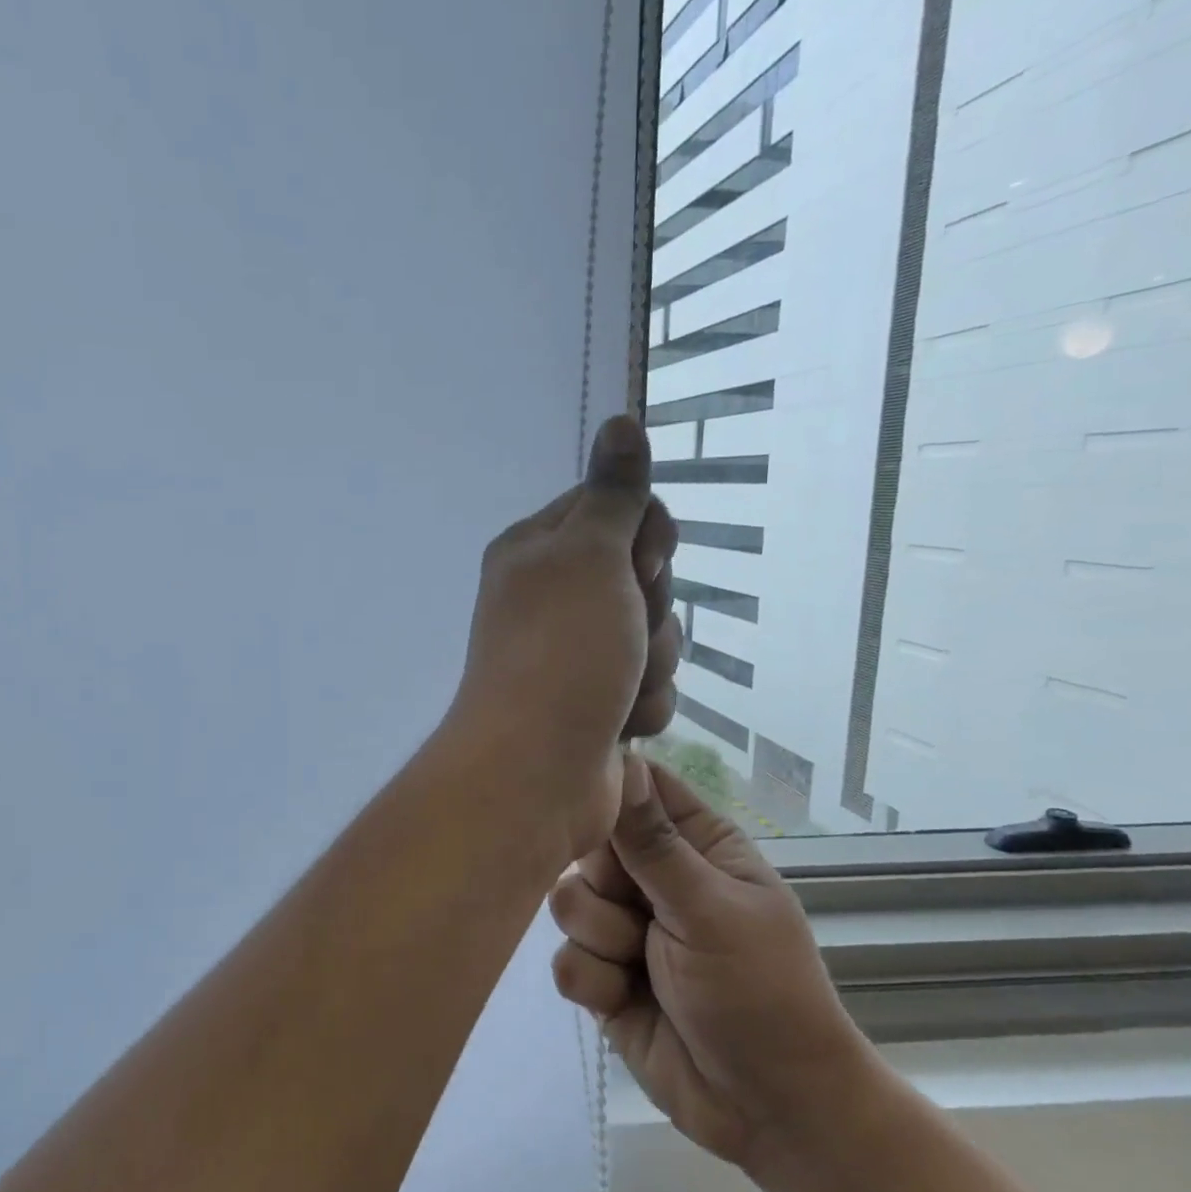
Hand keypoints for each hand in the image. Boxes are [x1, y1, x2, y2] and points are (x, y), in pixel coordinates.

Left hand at [444, 416, 681, 859]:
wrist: (536, 772)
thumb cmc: (561, 652)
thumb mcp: (590, 556)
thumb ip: (612, 493)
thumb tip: (622, 419)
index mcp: (537, 549)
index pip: (616, 509)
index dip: (645, 536)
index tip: (641, 563)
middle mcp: (552, 596)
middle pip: (644, 576)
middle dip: (651, 609)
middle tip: (623, 632)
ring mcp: (573, 654)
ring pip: (654, 636)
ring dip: (650, 665)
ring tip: (616, 690)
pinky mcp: (593, 704)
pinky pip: (648, 686)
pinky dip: (642, 706)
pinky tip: (617, 725)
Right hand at [549, 755, 872, 1171]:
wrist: (768, 1111)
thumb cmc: (760, 992)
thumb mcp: (710, 909)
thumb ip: (654, 841)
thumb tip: (622, 759)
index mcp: (696, 845)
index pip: (639, 787)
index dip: (607, 788)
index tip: (587, 806)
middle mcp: (655, 879)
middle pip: (590, 844)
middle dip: (603, 882)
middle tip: (638, 912)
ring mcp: (625, 928)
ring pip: (568, 901)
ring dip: (600, 936)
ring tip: (639, 964)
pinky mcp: (603, 976)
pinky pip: (564, 958)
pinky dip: (591, 979)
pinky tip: (623, 999)